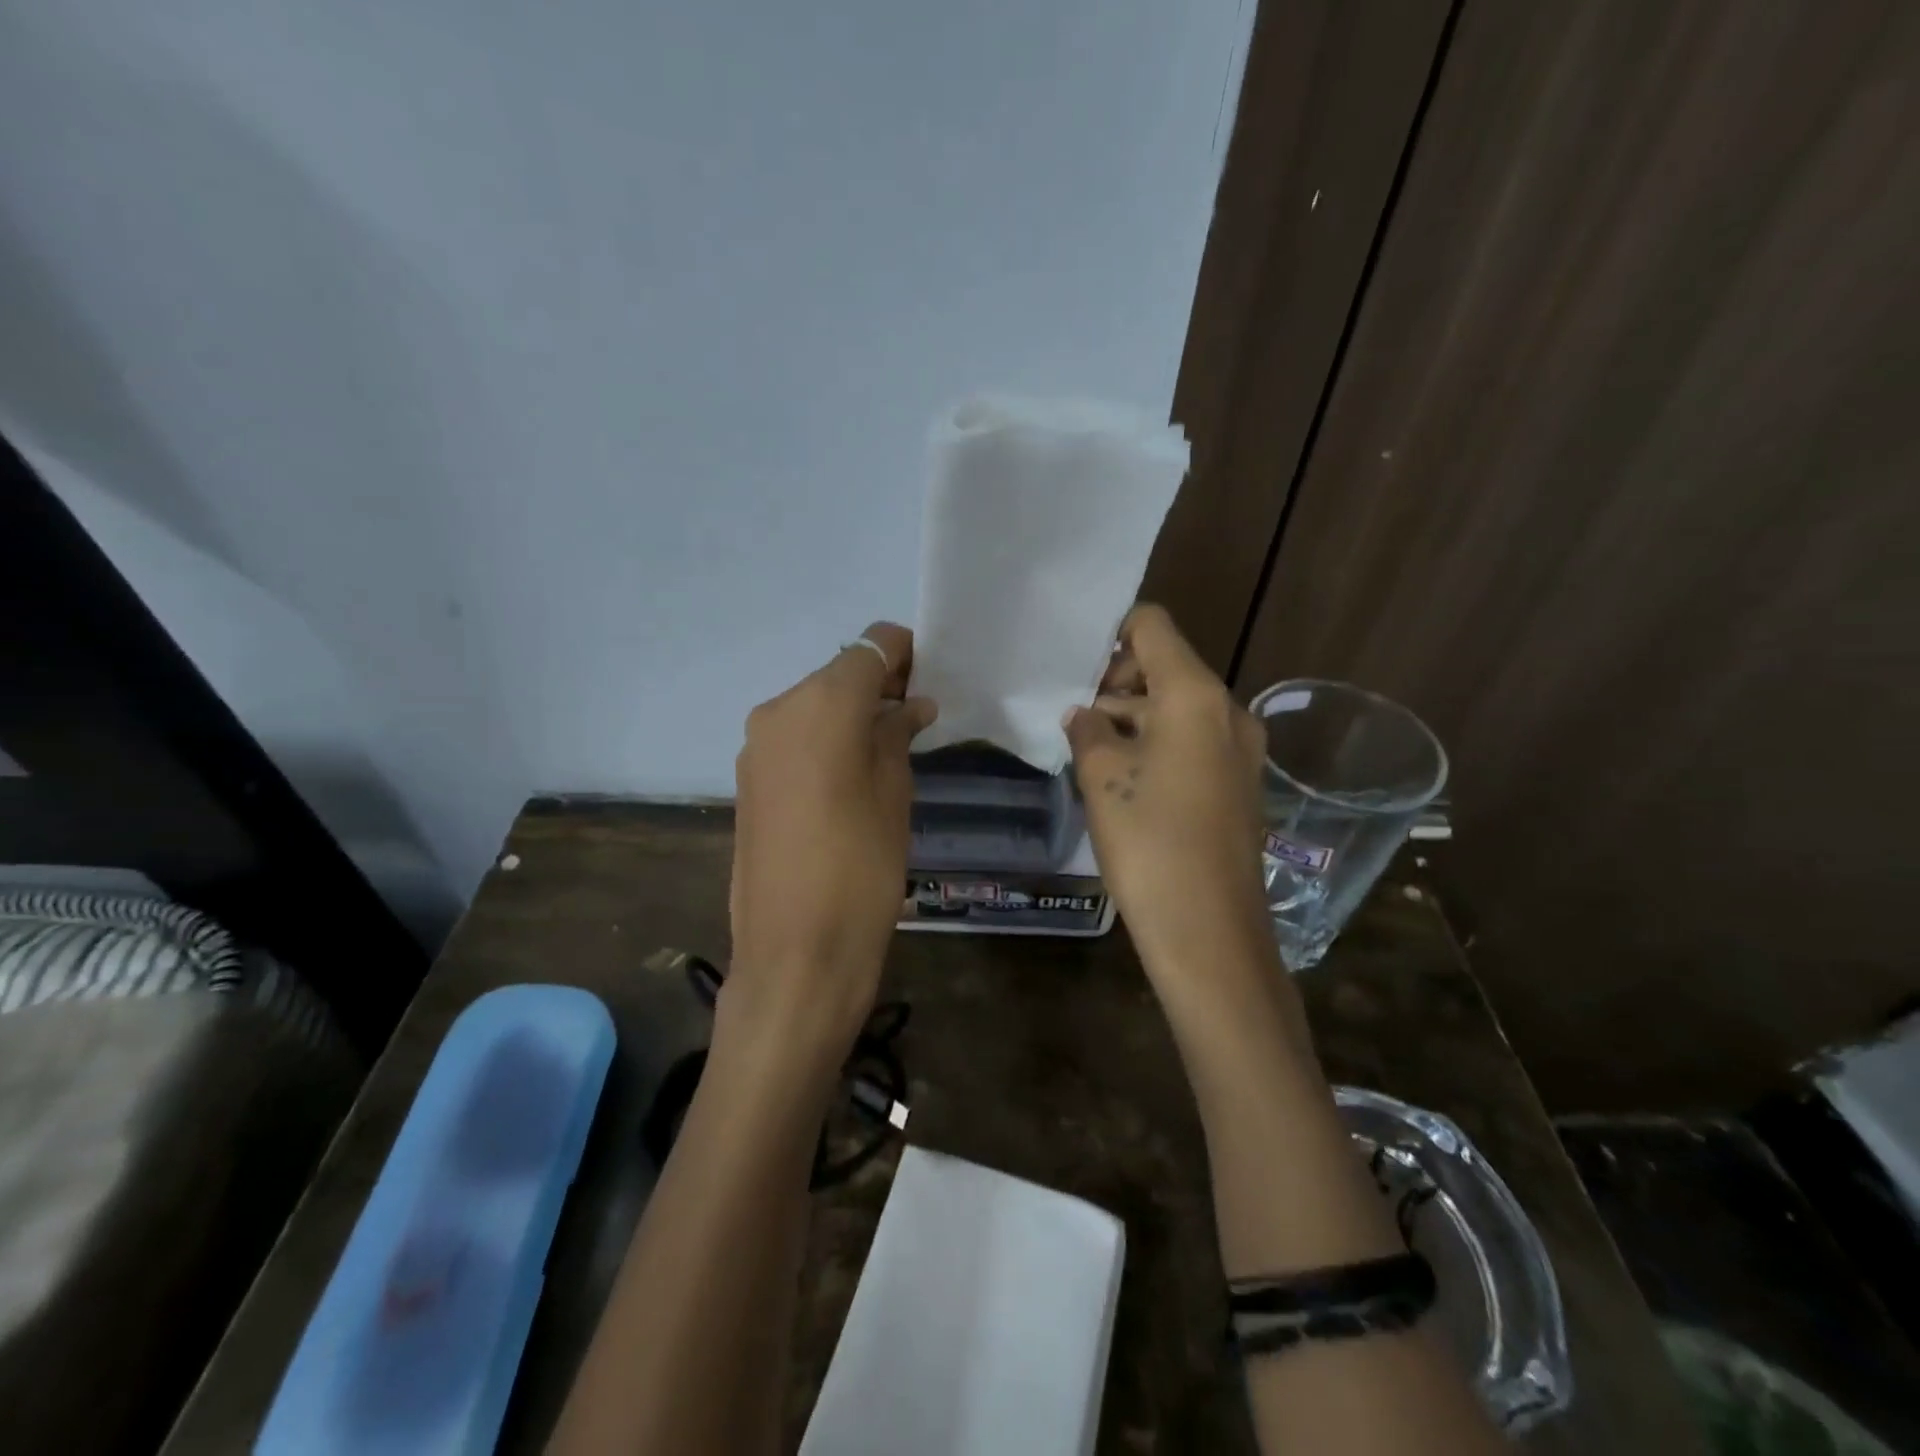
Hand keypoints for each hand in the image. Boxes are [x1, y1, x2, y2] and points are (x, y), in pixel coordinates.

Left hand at [728, 623, 935, 1052]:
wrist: (796, 953)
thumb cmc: (862, 868)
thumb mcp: (894, 793)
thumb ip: (897, 735)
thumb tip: (909, 705)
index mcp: (820, 704)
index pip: (869, 647)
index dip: (904, 653)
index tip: (932, 675)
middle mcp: (778, 710)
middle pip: (838, 675)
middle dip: (880, 685)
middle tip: (919, 716)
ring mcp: (755, 746)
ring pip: (814, 706)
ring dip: (852, 715)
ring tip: (890, 748)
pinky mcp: (747, 779)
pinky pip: (795, 738)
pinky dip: (826, 740)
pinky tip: (853, 773)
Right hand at [1064, 605, 1270, 980]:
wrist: (1209, 931)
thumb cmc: (1149, 841)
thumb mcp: (1102, 777)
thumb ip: (1087, 731)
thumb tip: (1084, 715)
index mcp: (1195, 695)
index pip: (1153, 627)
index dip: (1112, 633)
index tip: (1076, 665)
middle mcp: (1228, 711)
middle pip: (1167, 668)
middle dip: (1118, 684)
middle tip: (1075, 718)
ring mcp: (1241, 751)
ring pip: (1180, 709)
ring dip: (1135, 719)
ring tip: (1090, 752)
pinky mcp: (1241, 785)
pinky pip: (1195, 743)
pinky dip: (1159, 746)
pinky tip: (1125, 780)